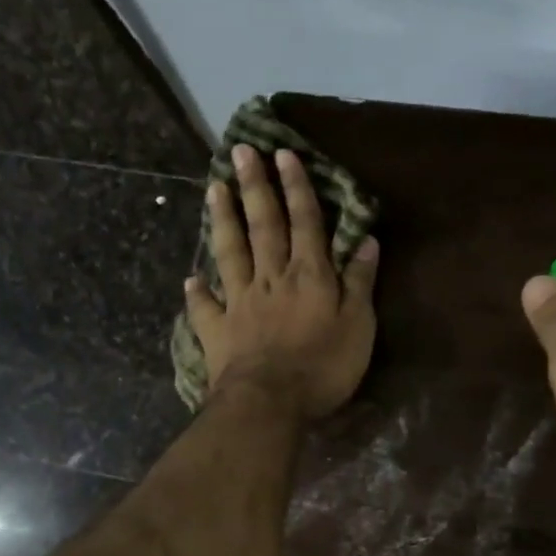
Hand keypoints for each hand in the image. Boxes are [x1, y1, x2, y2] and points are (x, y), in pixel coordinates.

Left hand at [187, 144, 379, 419]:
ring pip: (230, 252)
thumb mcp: (359, 326)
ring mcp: (239, 302)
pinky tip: (189, 279)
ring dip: (223, 220)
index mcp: (308, 275)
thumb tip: (366, 240)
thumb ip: (360, 283)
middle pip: (262, 226)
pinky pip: (205, 307)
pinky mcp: (217, 331)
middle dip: (254, 187)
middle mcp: (271, 278)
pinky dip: (197, 293)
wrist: (270, 403)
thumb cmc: (322, 367)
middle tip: (240, 151)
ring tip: (213, 188)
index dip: (296, 187)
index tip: (284, 154)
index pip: (304, 222)